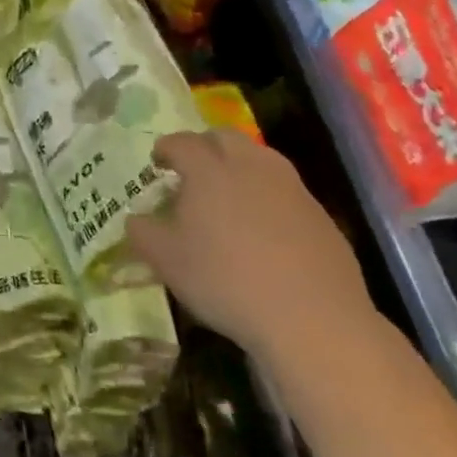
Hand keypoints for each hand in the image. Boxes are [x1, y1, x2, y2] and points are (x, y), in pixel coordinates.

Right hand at [125, 131, 374, 363]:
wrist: (312, 318)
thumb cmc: (225, 280)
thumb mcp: (166, 261)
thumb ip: (143, 232)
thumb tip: (137, 219)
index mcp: (208, 169)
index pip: (181, 142)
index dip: (165, 148)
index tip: (157, 162)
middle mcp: (250, 166)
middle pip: (225, 138)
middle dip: (204, 146)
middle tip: (192, 170)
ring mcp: (290, 188)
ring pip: (260, 158)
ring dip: (239, 166)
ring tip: (227, 194)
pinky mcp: (320, 214)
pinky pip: (285, 189)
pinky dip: (267, 194)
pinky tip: (263, 227)